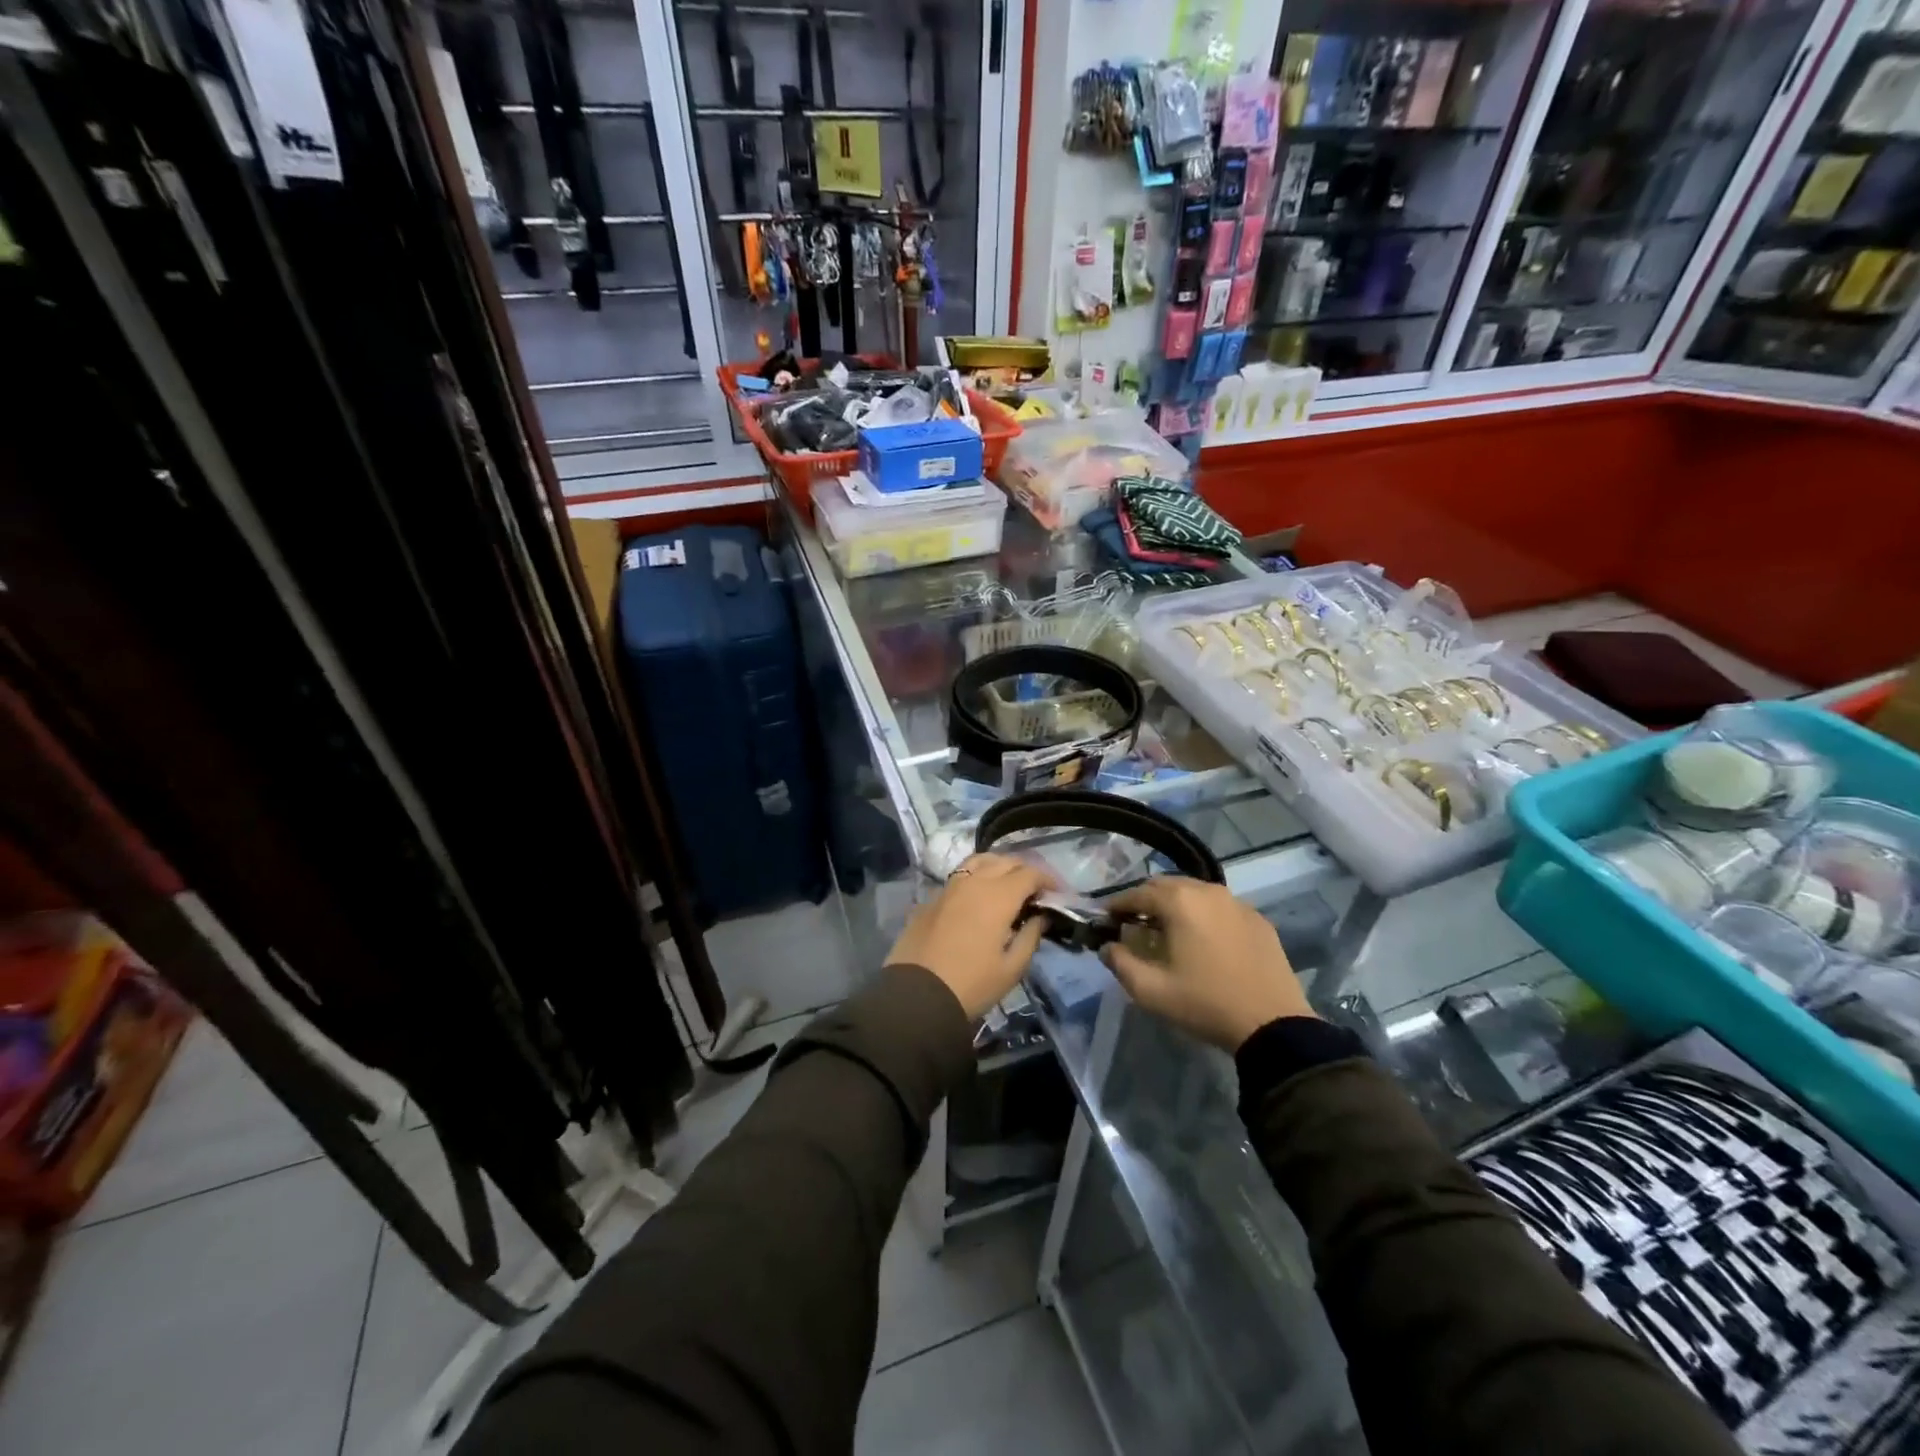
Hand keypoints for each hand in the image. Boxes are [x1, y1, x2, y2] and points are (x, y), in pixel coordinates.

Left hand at [886, 854, 1055, 1018]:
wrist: (917, 995)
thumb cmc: (972, 985)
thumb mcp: (1012, 968)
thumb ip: (1031, 936)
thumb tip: (1040, 916)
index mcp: (998, 896)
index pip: (1030, 873)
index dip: (1048, 880)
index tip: (1058, 894)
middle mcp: (974, 882)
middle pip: (1006, 861)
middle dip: (1026, 871)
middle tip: (1036, 891)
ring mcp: (949, 887)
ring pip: (979, 861)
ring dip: (1000, 866)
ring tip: (1008, 885)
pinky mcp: (932, 897)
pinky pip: (960, 875)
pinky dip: (977, 876)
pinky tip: (979, 896)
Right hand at [1099, 877, 1313, 1050]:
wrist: (1273, 1025)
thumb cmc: (1205, 1004)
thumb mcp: (1151, 991)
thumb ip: (1120, 963)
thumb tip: (1107, 947)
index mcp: (1179, 902)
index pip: (1137, 894)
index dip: (1117, 905)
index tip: (1105, 919)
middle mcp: (1207, 891)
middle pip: (1166, 885)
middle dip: (1145, 900)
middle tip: (1133, 924)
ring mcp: (1236, 902)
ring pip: (1195, 892)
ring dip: (1175, 904)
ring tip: (1166, 930)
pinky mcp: (1257, 918)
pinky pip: (1220, 906)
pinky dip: (1203, 914)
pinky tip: (1202, 939)